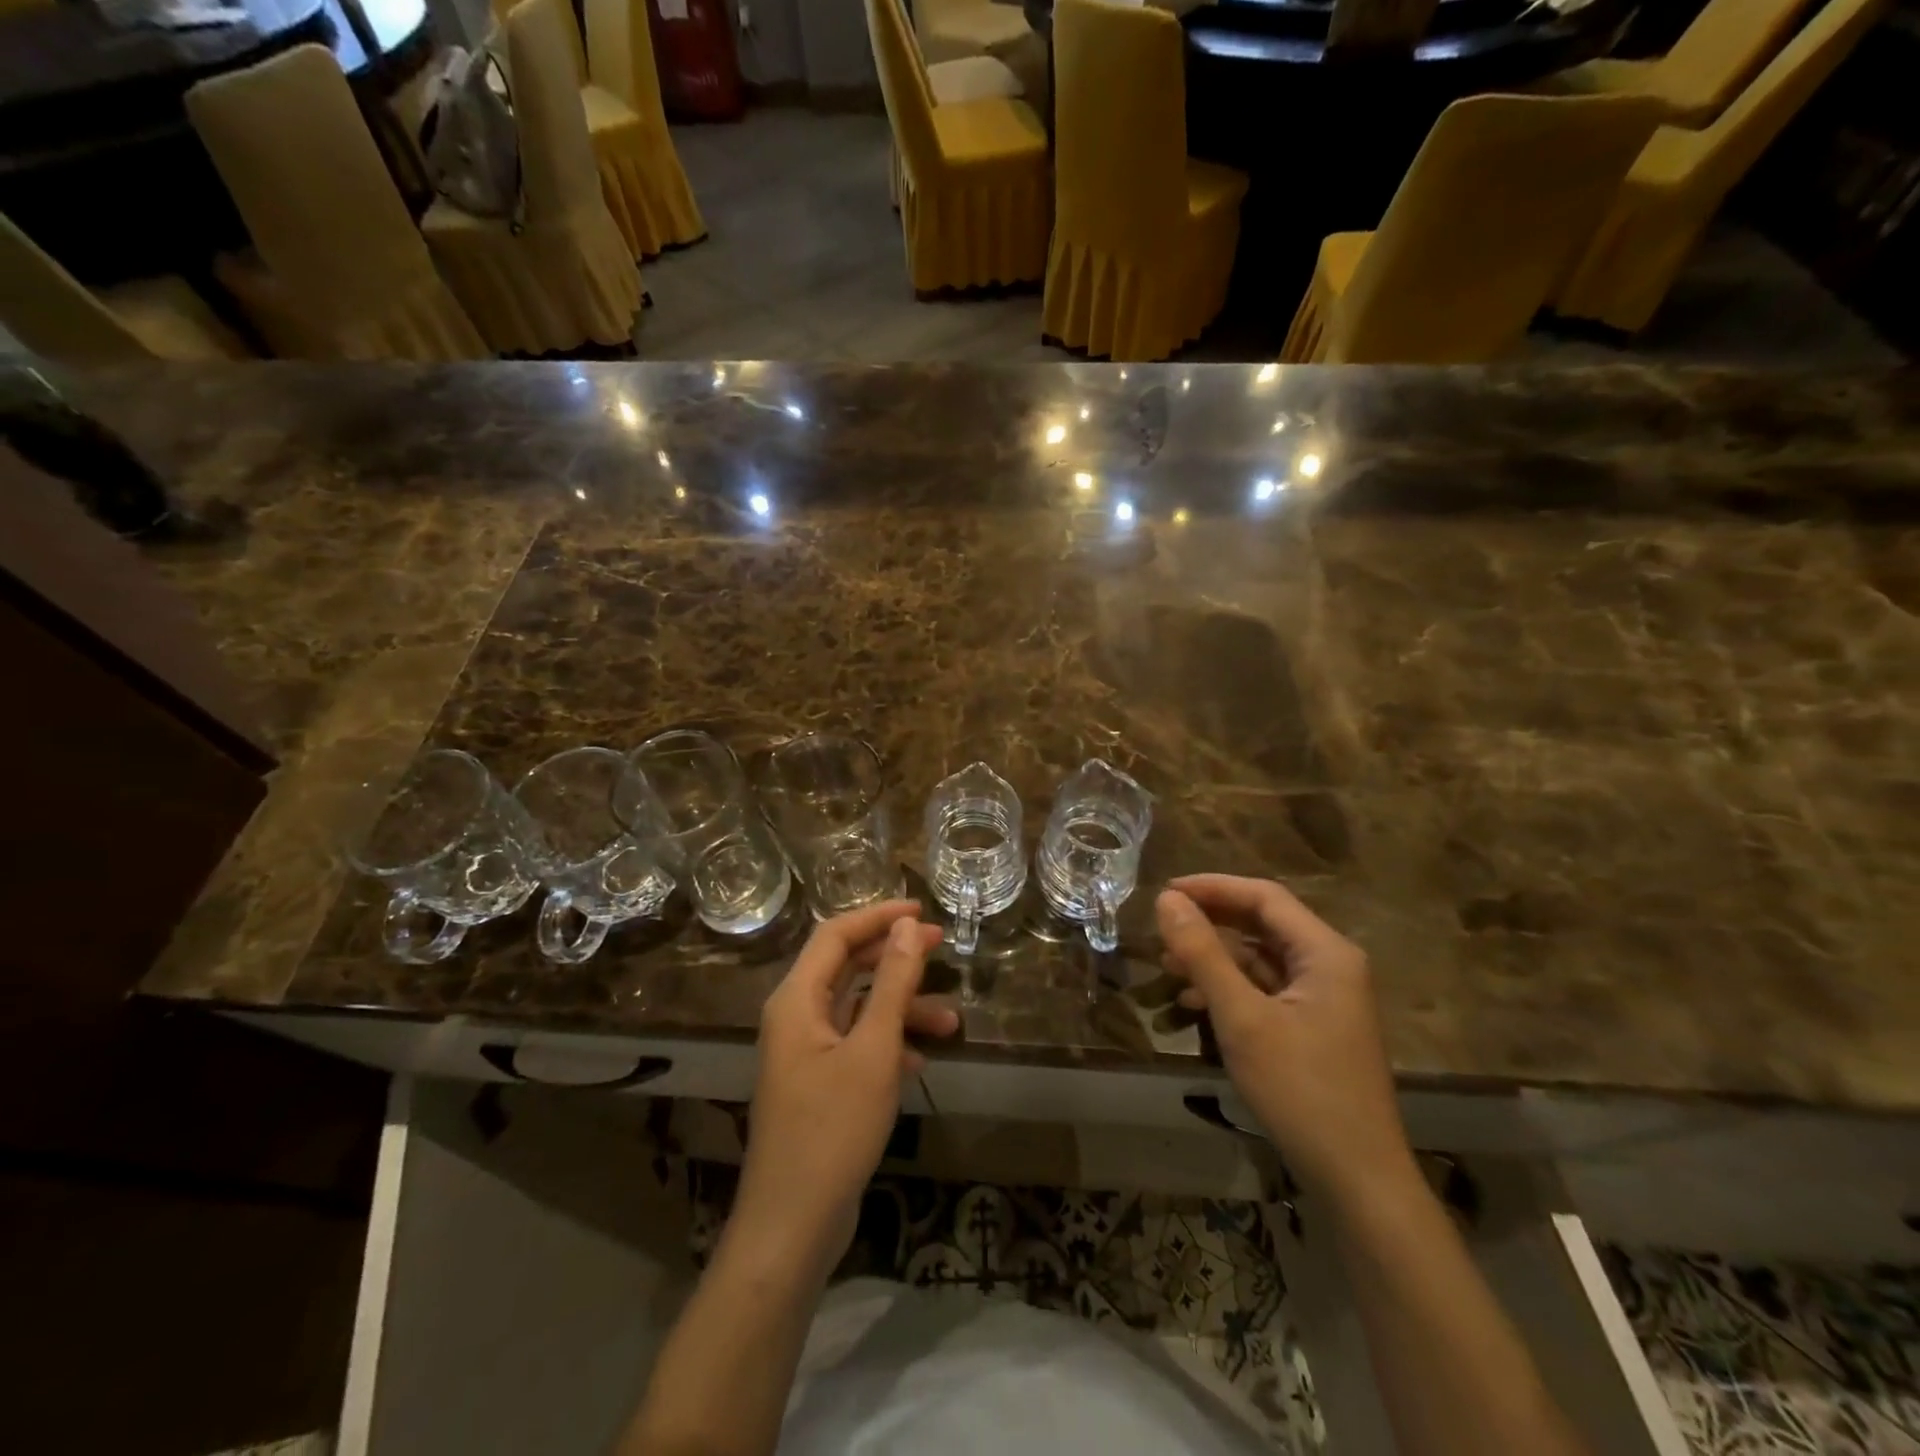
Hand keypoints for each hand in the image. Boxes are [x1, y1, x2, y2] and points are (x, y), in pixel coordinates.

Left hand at [732, 901, 957, 1281]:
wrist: (793, 1227)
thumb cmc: (832, 1129)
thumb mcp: (873, 1050)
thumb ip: (891, 983)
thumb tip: (906, 926)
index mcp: (796, 1000)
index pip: (835, 934)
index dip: (878, 916)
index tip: (921, 910)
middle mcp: (796, 1018)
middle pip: (846, 967)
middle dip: (894, 957)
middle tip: (941, 948)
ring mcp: (805, 1053)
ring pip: (857, 1009)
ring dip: (900, 1008)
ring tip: (949, 1023)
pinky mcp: (818, 1085)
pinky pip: (856, 1045)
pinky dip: (889, 1044)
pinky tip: (919, 1063)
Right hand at [1156, 875, 1415, 1207]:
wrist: (1358, 1180)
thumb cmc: (1301, 1090)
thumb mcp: (1242, 1018)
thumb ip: (1203, 954)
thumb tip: (1167, 900)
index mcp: (1325, 952)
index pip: (1264, 896)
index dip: (1212, 887)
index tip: (1165, 892)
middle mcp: (1330, 965)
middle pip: (1262, 924)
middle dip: (1210, 923)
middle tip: (1162, 926)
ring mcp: (1325, 998)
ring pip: (1261, 958)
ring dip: (1215, 958)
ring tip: (1167, 966)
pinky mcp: (1314, 1026)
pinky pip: (1266, 989)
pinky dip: (1229, 989)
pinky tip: (1193, 1003)